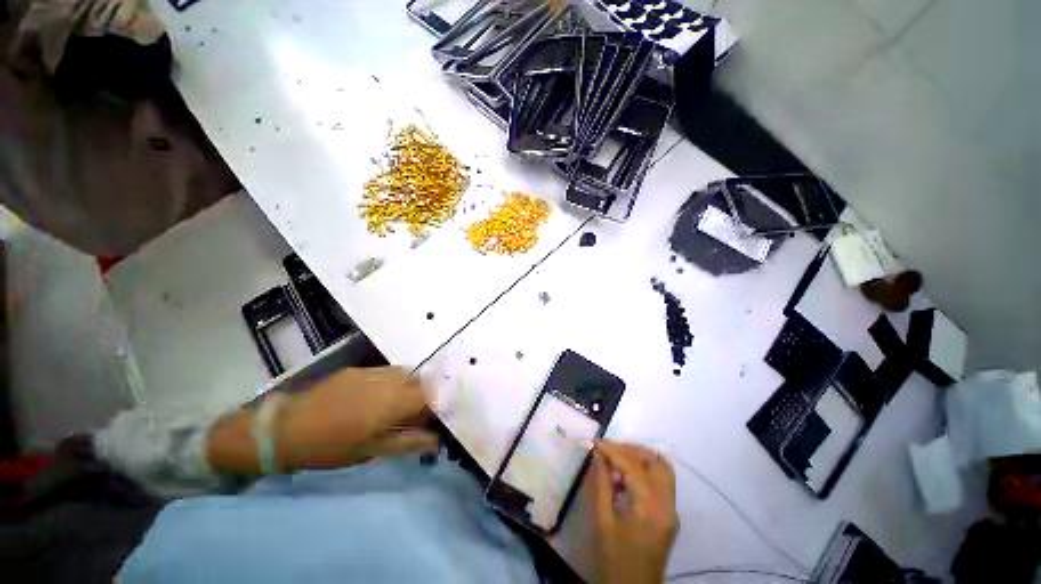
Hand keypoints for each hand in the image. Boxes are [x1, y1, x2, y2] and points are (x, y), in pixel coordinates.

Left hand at [275, 367, 439, 470]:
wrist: (284, 427)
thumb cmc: (330, 447)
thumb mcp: (370, 452)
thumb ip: (408, 443)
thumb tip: (437, 440)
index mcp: (392, 402)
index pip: (431, 393)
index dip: (440, 401)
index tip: (439, 415)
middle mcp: (388, 380)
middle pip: (421, 379)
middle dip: (428, 393)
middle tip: (422, 412)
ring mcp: (372, 371)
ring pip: (406, 373)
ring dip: (412, 386)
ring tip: (403, 404)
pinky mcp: (358, 369)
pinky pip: (388, 371)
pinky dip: (395, 381)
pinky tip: (382, 396)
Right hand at [589, 441, 678, 583]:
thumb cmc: (614, 560)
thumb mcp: (603, 521)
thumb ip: (601, 484)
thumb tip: (598, 454)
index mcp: (651, 509)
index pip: (634, 466)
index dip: (613, 450)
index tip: (595, 442)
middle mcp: (668, 505)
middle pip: (656, 461)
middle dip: (630, 449)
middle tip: (607, 449)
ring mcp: (672, 509)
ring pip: (662, 468)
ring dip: (640, 457)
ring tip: (616, 458)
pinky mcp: (670, 514)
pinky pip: (661, 480)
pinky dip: (645, 469)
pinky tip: (625, 476)